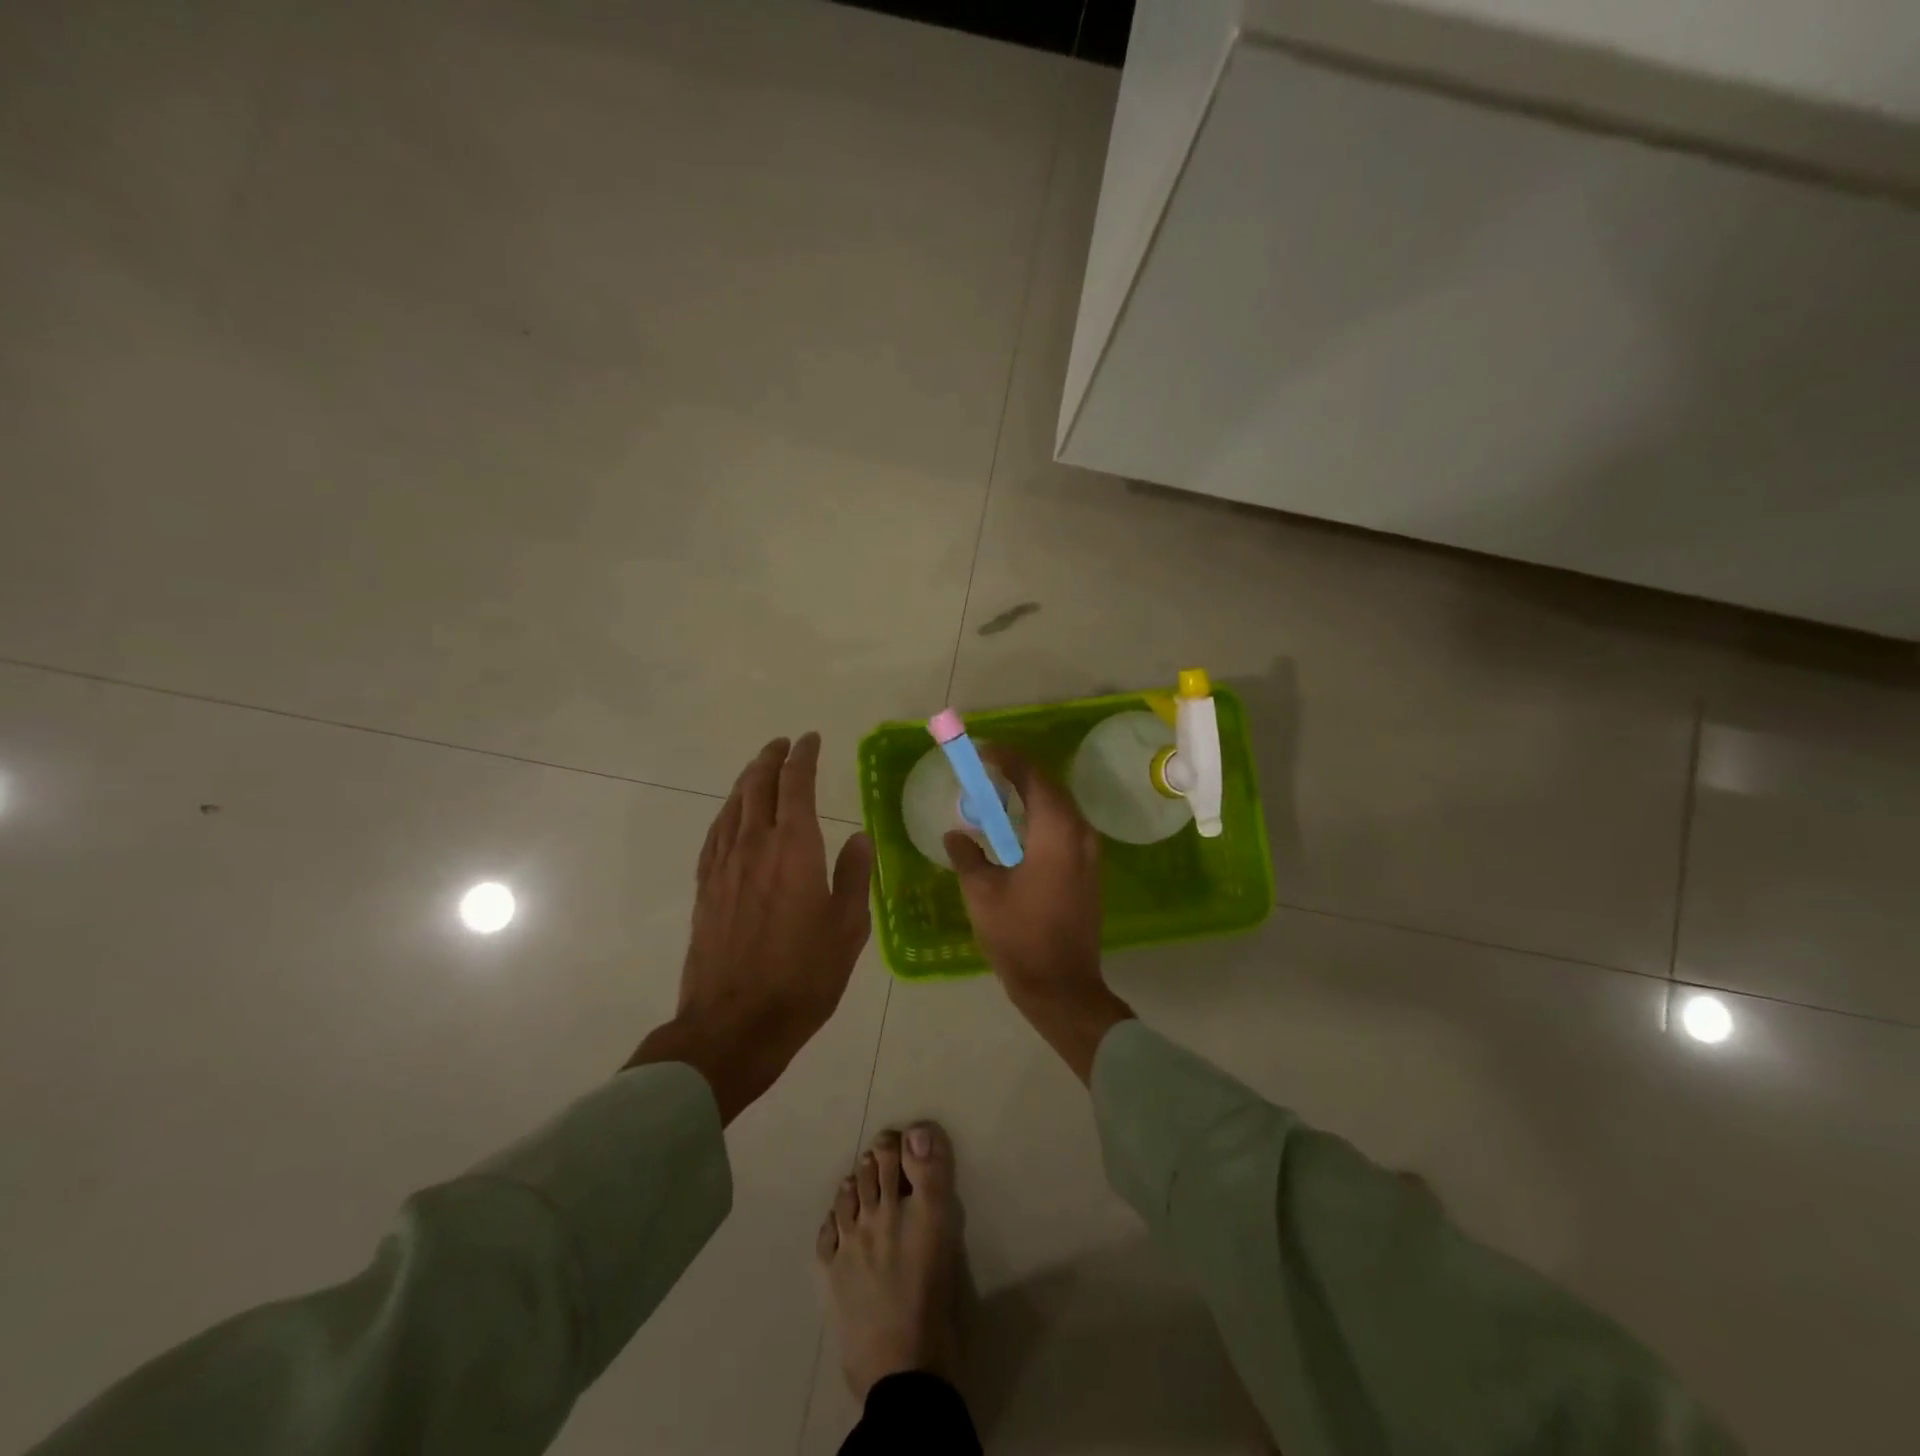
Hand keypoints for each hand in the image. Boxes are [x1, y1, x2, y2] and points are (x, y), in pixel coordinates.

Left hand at [629, 734, 873, 1122]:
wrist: (734, 1023)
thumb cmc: (803, 977)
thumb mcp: (847, 928)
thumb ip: (854, 876)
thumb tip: (859, 837)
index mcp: (794, 848)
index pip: (796, 785)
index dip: (803, 757)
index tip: (811, 740)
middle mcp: (755, 845)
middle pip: (758, 786)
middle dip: (771, 759)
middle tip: (783, 745)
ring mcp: (724, 865)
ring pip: (733, 806)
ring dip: (747, 780)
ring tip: (759, 768)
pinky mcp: (706, 888)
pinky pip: (715, 834)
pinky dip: (727, 812)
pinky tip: (732, 815)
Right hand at [945, 747, 1132, 1083]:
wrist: (1062, 986)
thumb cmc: (1019, 936)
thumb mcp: (982, 893)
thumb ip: (967, 855)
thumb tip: (956, 834)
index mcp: (1055, 832)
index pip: (1034, 777)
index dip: (1008, 759)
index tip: (983, 753)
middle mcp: (1080, 834)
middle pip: (1050, 789)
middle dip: (1019, 775)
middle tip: (986, 773)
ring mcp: (1090, 854)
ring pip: (1060, 809)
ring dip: (1031, 797)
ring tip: (997, 797)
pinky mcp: (1089, 871)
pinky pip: (1065, 829)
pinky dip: (1041, 820)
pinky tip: (1017, 831)